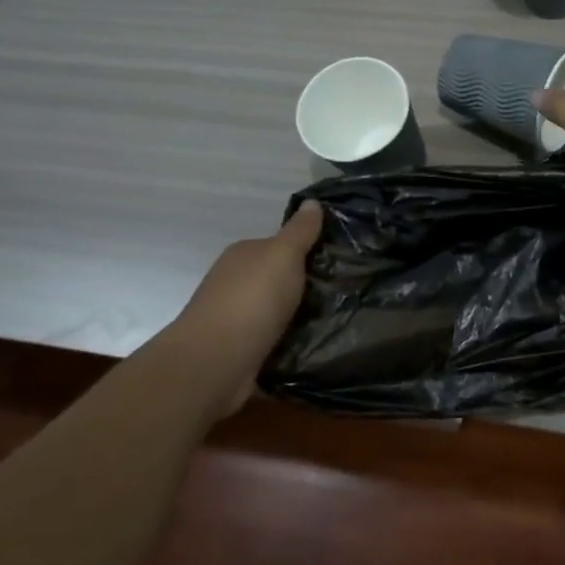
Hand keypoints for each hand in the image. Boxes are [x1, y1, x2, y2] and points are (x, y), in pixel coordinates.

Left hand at [170, 200, 324, 415]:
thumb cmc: (252, 299)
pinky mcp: (243, 352)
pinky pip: (276, 341)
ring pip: (279, 313)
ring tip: (342, 322)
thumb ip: (300, 231)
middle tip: (348, 292)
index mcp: (244, 255)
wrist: (215, 362)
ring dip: (302, 318)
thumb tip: (312, 202)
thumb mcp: (283, 254)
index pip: (280, 247)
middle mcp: (236, 284)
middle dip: (308, 287)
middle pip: (280, 280)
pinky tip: (318, 348)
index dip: (308, 251)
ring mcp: (237, 320)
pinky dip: (293, 344)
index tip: (341, 261)